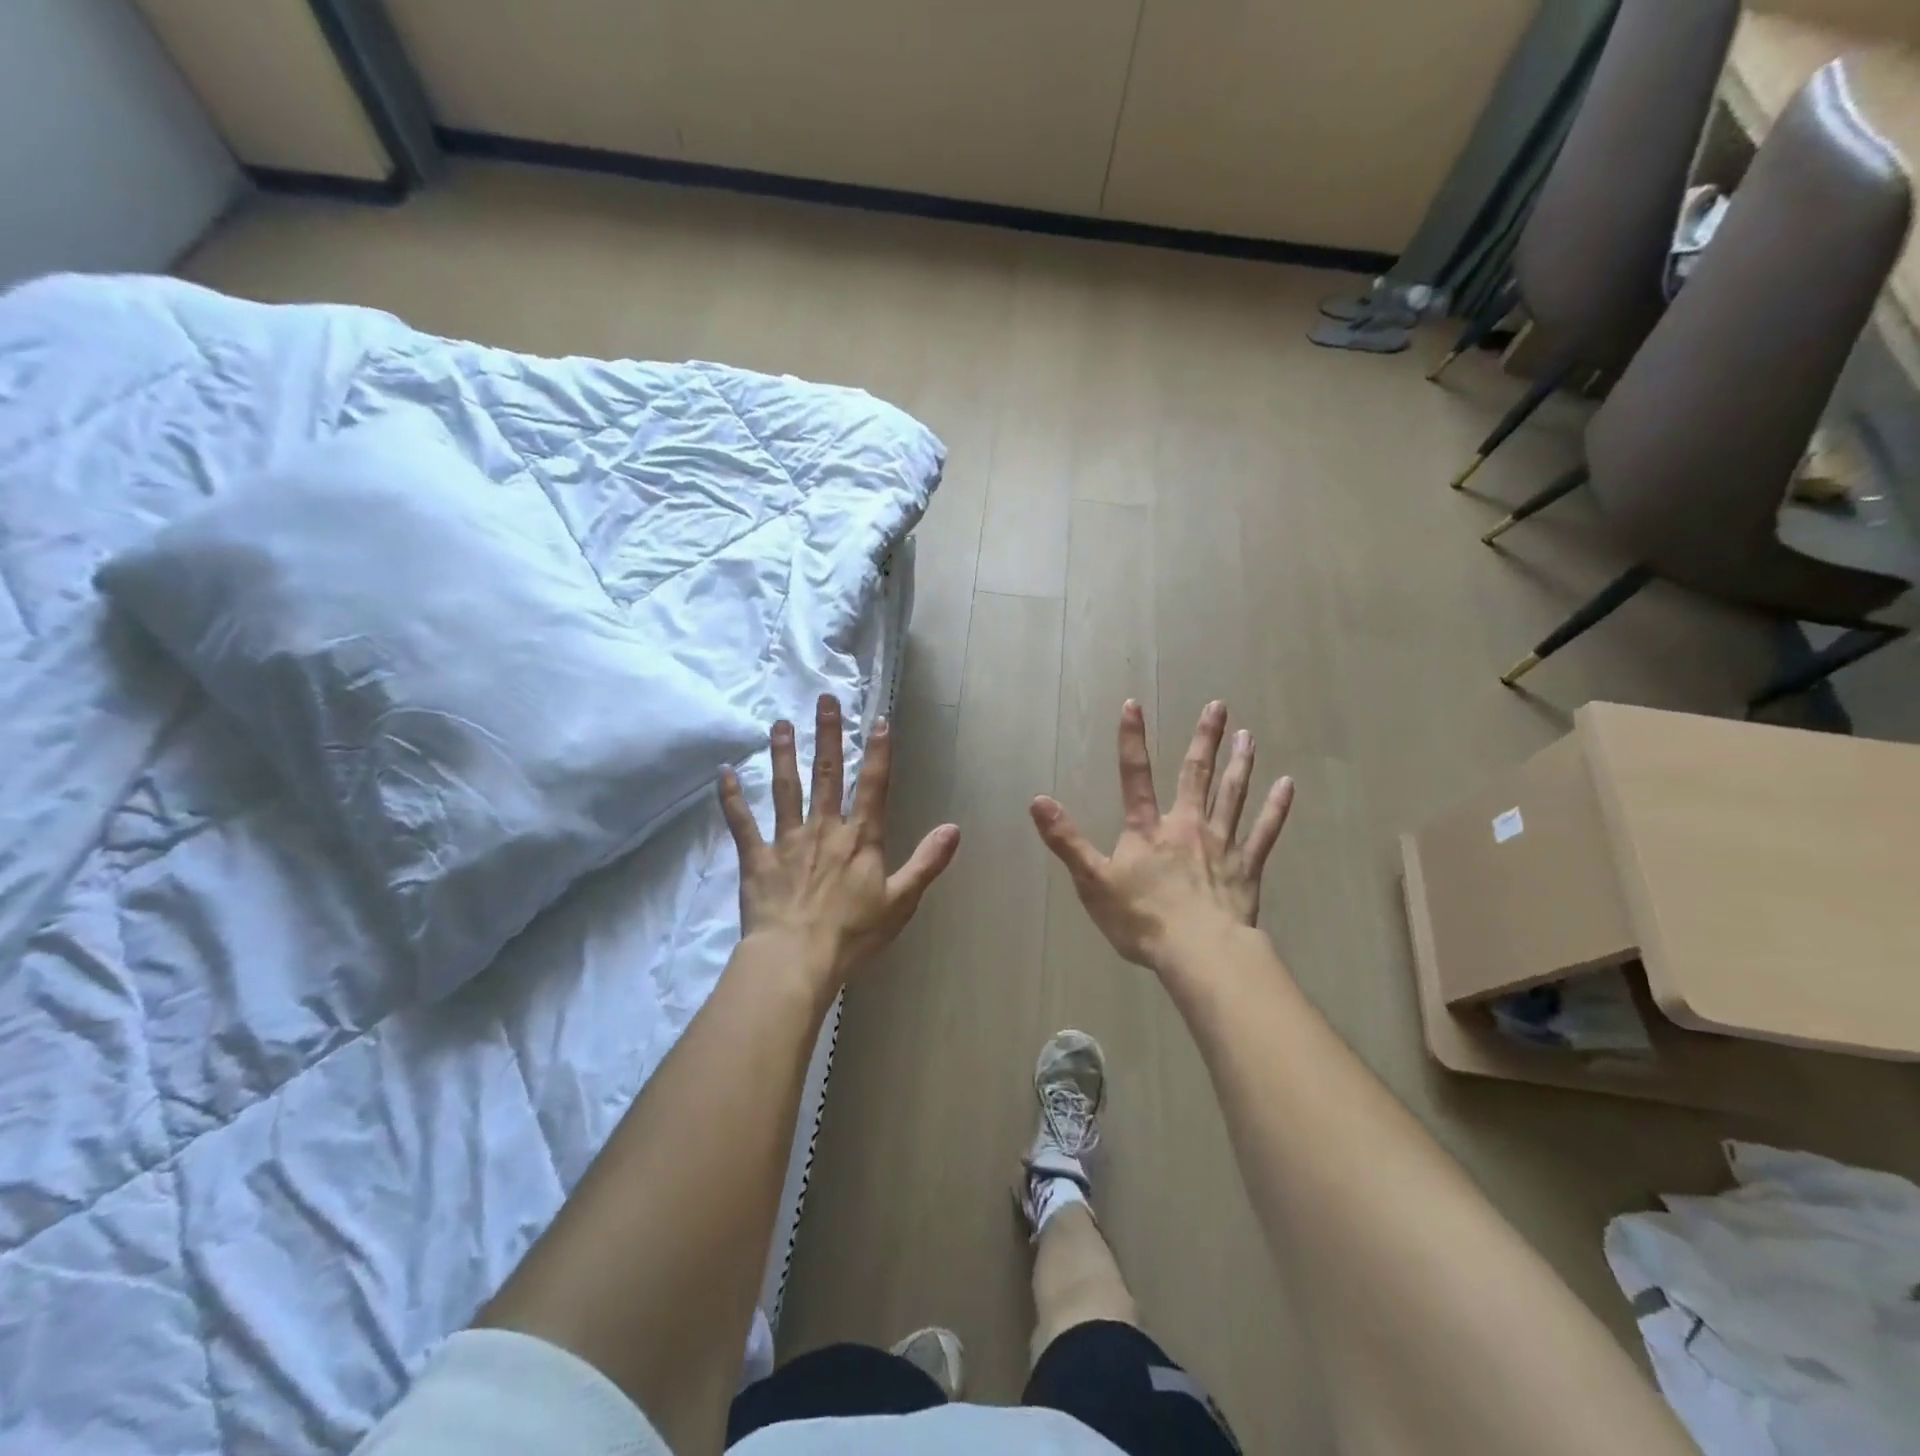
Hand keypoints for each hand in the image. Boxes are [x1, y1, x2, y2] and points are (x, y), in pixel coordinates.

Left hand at [719, 694, 959, 987]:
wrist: (796, 958)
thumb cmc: (853, 933)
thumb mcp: (901, 901)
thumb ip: (927, 862)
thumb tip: (954, 829)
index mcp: (860, 838)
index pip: (873, 786)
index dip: (878, 752)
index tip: (879, 720)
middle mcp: (824, 828)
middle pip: (827, 774)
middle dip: (827, 735)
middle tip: (824, 700)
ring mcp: (787, 840)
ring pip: (785, 788)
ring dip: (782, 754)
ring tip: (779, 724)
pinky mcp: (756, 858)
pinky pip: (742, 823)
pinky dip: (732, 799)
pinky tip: (724, 774)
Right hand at [1030, 699, 1292, 974]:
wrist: (1198, 952)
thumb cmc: (1142, 919)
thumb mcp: (1092, 881)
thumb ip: (1067, 841)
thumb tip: (1037, 801)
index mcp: (1148, 829)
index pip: (1135, 775)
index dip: (1131, 740)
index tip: (1134, 705)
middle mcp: (1187, 826)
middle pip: (1195, 775)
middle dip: (1204, 739)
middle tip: (1219, 706)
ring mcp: (1222, 844)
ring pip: (1233, 795)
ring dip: (1240, 763)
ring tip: (1247, 736)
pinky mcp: (1247, 866)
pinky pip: (1265, 831)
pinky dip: (1276, 808)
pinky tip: (1287, 785)